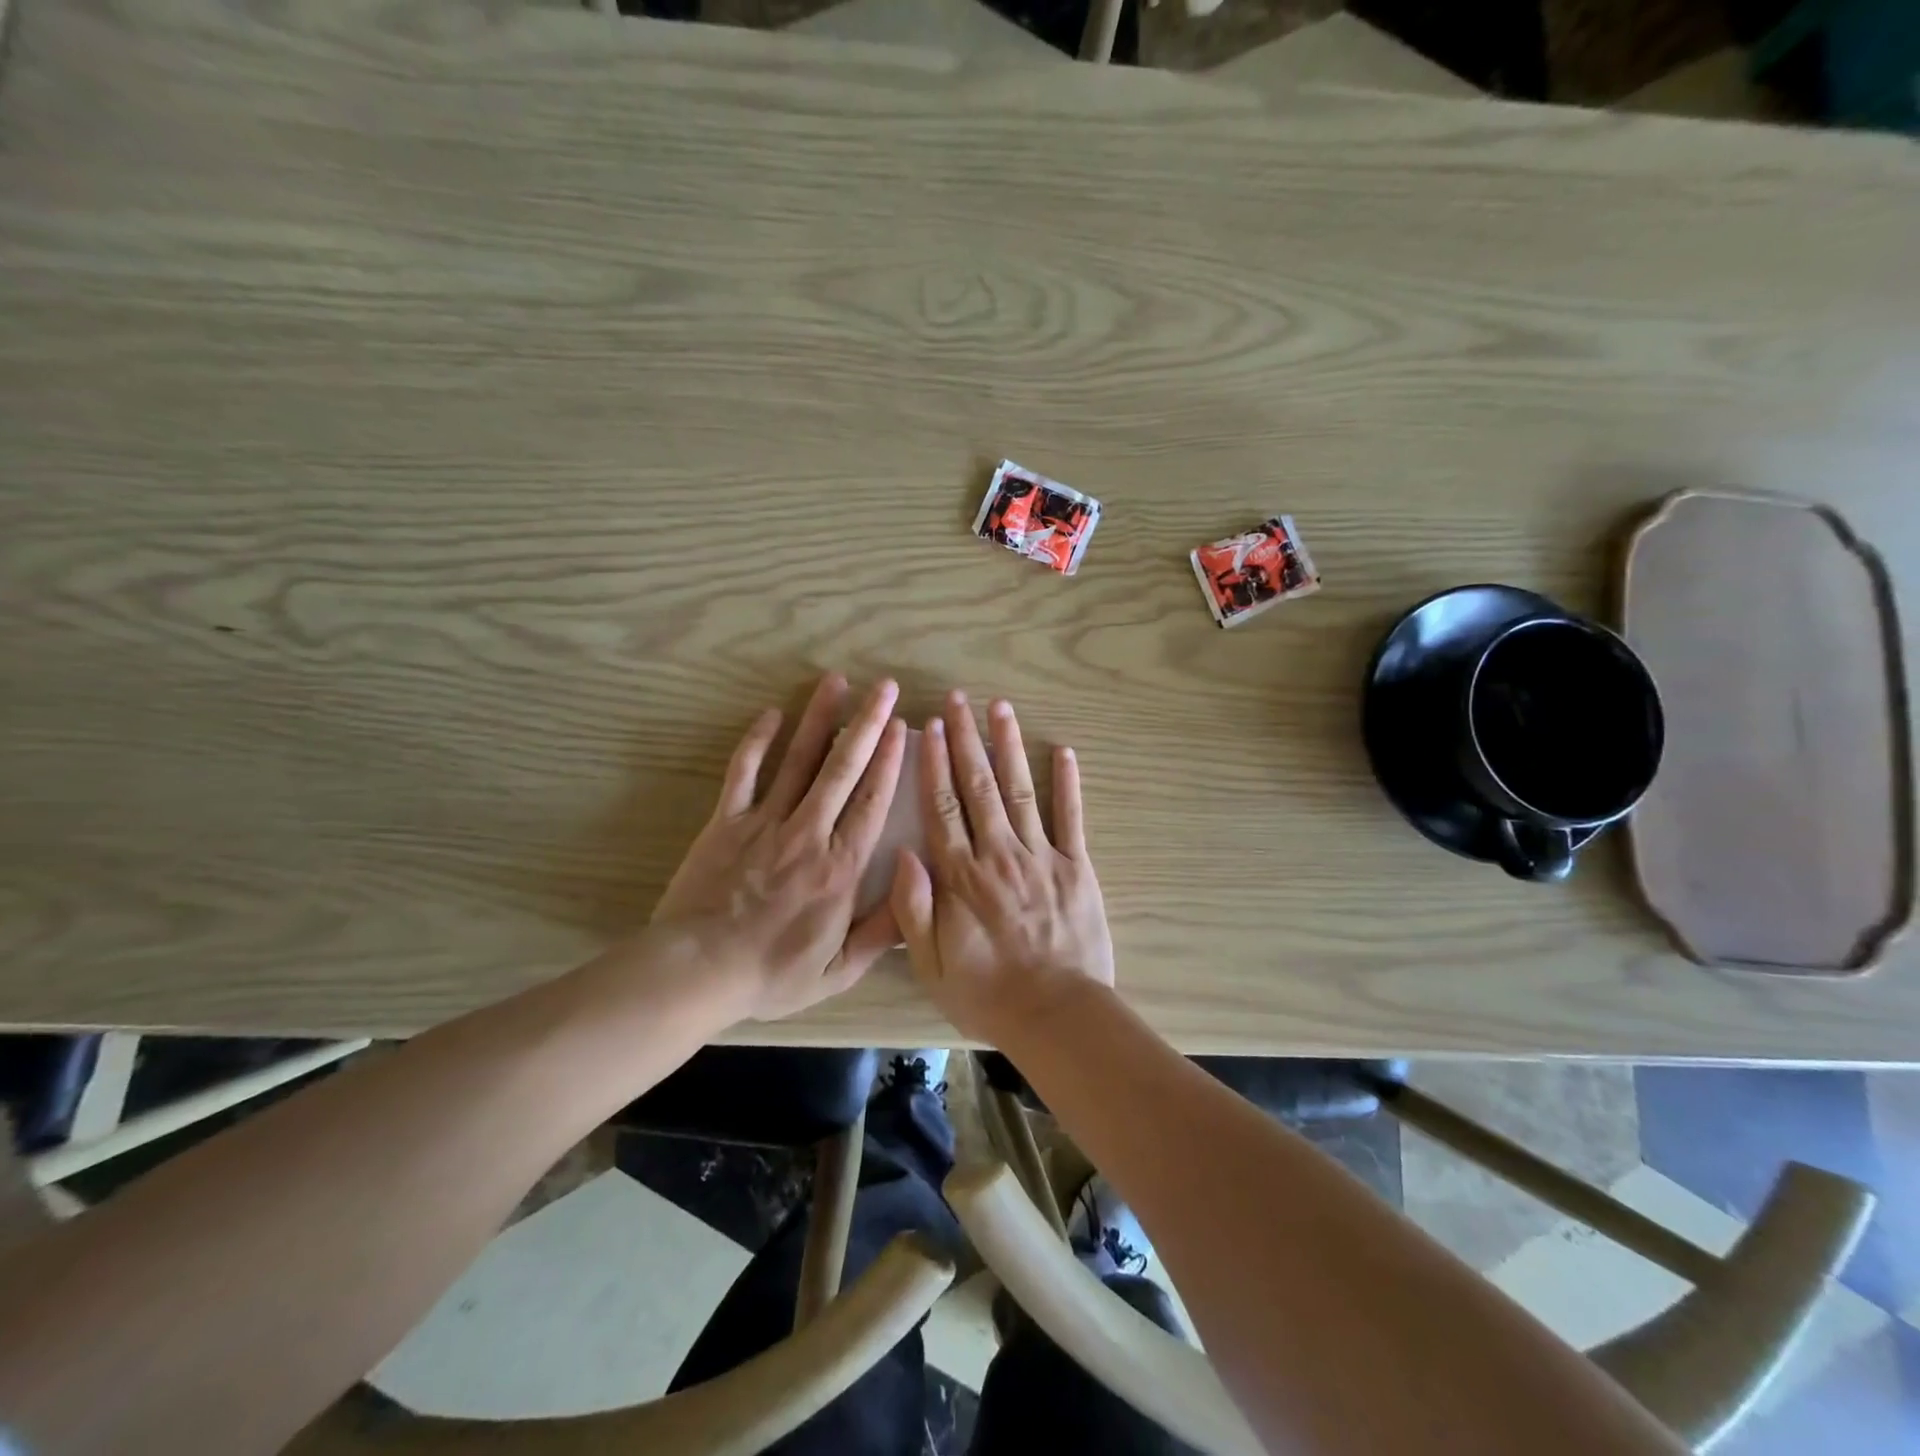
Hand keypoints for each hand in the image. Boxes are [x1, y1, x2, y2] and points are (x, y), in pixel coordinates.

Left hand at [651, 674, 906, 1022]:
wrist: (696, 971)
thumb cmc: (771, 973)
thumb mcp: (838, 969)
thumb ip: (883, 930)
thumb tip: (917, 886)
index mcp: (840, 867)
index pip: (872, 800)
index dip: (890, 759)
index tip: (902, 725)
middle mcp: (808, 833)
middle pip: (843, 768)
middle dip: (867, 723)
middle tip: (885, 686)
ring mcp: (764, 822)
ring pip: (798, 759)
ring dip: (819, 718)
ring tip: (837, 681)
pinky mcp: (726, 821)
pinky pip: (743, 772)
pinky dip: (756, 741)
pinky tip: (771, 714)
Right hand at [890, 692, 1114, 1041]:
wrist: (1057, 1016)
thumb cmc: (986, 994)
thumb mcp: (930, 964)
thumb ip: (913, 909)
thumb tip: (904, 853)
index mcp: (961, 877)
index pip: (943, 808)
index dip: (936, 764)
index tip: (932, 727)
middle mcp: (999, 855)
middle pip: (979, 787)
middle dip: (968, 739)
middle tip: (959, 699)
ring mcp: (1041, 857)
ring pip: (1021, 791)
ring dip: (1010, 747)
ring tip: (1001, 708)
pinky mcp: (1076, 868)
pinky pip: (1072, 818)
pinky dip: (1069, 783)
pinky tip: (1064, 751)